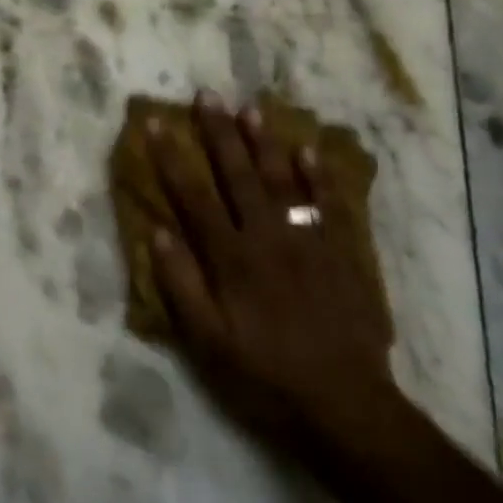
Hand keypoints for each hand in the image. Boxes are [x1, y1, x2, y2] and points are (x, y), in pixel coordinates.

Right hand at [146, 90, 397, 453]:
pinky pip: (327, 206)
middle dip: (219, 133)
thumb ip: (181, 285)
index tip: (155, 123)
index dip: (171, 157)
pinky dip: (318, 177)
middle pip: (238, 176)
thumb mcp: (207, 342)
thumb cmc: (265, 376)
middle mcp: (268, 239)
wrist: (347, 407)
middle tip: (206, 96)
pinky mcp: (340, 255)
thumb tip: (157, 232)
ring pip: (282, 181)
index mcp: (231, 258)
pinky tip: (308, 151)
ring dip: (265, 143)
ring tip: (251, 109)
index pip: (193, 196)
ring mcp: (308, 243)